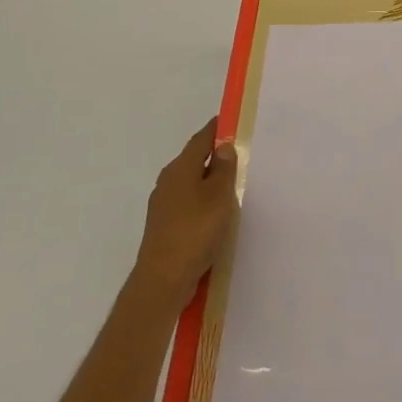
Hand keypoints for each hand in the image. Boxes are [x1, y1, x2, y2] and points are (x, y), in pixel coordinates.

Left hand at [132, 117, 238, 307]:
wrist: (163, 280)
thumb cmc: (195, 231)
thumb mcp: (219, 196)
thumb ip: (223, 169)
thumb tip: (222, 146)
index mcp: (180, 168)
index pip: (201, 139)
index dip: (217, 129)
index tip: (231, 122)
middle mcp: (167, 181)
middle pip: (193, 160)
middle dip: (214, 156)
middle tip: (239, 156)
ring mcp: (162, 205)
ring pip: (190, 183)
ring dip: (208, 181)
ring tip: (230, 187)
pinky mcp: (163, 226)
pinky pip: (187, 203)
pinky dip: (201, 202)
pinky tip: (214, 215)